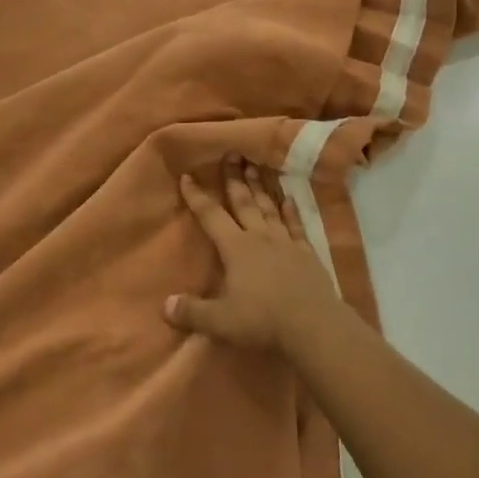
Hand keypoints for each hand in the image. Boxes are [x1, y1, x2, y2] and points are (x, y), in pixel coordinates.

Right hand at [164, 157, 343, 355]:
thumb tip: (165, 305)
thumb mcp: (220, 322)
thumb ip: (192, 312)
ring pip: (268, 207)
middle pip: (243, 202)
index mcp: (236, 248)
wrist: (313, 325)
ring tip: (254, 165)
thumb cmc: (262, 320)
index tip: (187, 176)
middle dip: (234, 177)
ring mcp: (285, 242)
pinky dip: (290, 210)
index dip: (197, 197)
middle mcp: (259, 237)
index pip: (211, 216)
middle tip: (231, 153)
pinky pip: (296, 225)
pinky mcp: (306, 253)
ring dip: (260, 186)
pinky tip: (288, 198)